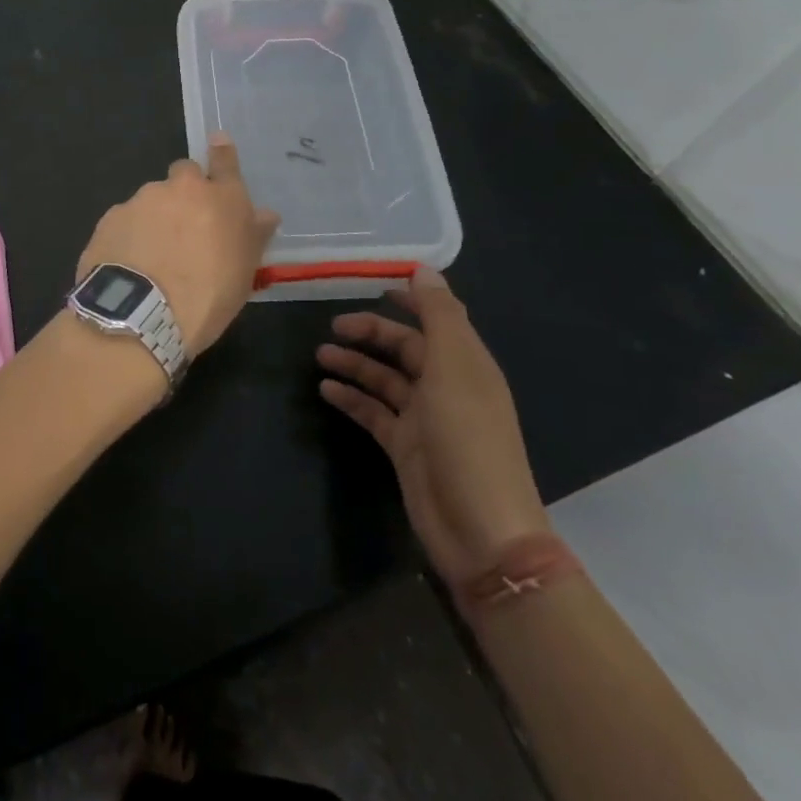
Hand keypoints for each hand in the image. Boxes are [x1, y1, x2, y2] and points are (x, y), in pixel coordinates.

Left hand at [77, 134, 278, 356]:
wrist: (142, 314)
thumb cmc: (208, 297)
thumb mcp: (244, 273)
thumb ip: (253, 236)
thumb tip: (264, 214)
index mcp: (221, 199)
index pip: (225, 162)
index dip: (222, 152)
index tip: (217, 141)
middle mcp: (181, 189)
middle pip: (184, 174)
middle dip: (186, 191)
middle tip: (186, 225)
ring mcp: (142, 200)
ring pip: (152, 198)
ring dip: (156, 216)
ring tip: (153, 255)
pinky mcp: (111, 217)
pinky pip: (126, 219)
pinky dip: (130, 234)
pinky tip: (130, 262)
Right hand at [317, 270, 548, 588]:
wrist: (480, 532)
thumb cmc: (468, 439)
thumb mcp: (454, 368)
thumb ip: (439, 316)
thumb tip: (424, 269)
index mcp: (466, 364)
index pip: (437, 319)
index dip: (410, 300)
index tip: (375, 283)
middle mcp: (446, 386)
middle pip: (405, 348)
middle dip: (371, 333)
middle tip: (333, 325)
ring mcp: (424, 419)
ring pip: (384, 379)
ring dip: (354, 364)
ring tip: (320, 355)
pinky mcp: (404, 448)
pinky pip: (373, 412)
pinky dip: (351, 399)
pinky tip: (326, 390)